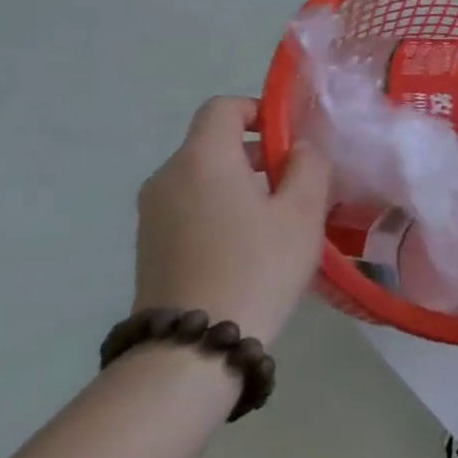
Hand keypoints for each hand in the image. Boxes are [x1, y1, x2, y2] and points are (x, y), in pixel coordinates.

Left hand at [134, 97, 331, 343]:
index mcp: (202, 158)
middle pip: (213, 142)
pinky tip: (249, 246)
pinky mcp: (149, 246)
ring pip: (203, 176)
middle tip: (295, 183)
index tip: (290, 139)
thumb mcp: (302, 211)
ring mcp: (152, 214)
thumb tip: (301, 145)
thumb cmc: (257, 267)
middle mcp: (168, 177)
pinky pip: (190, 206)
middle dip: (256, 152)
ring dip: (240, 183)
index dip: (259, 110)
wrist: (193, 350)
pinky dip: (220, 209)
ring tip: (277, 219)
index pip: (223, 107)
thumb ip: (308, 165)